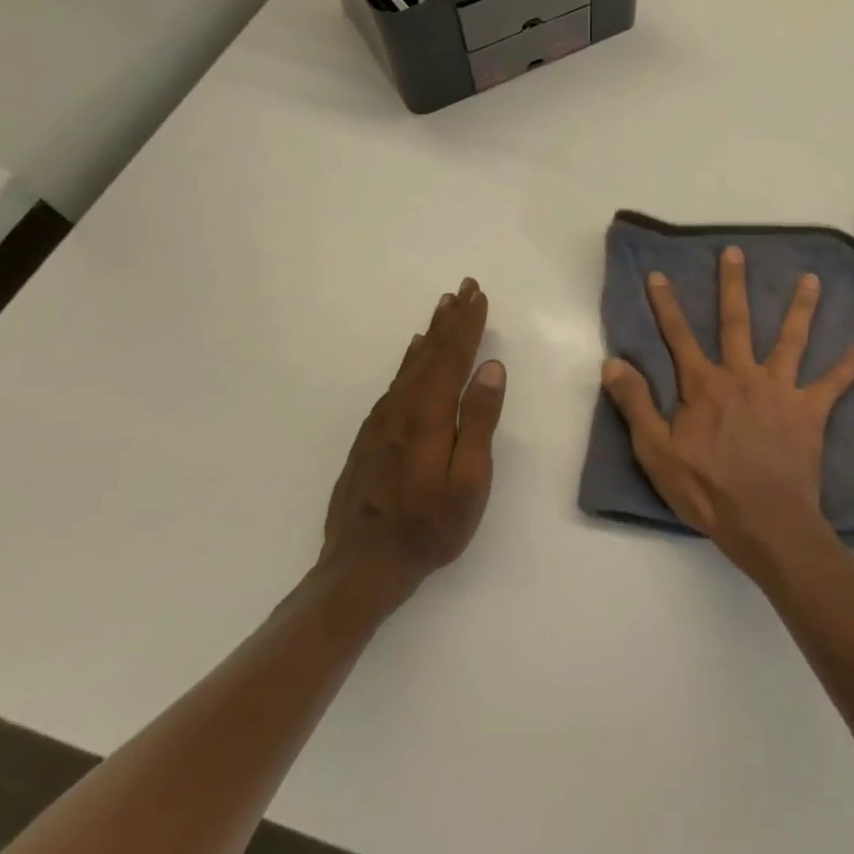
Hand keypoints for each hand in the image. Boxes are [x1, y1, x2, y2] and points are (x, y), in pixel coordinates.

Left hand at [321, 279, 506, 597]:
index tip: (479, 295)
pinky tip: (415, 353)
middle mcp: (401, 408)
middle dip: (451, 319)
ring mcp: (382, 421)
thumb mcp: (469, 480)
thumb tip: (491, 368)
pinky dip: (411, 359)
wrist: (362, 565)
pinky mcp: (372, 435)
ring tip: (444, 309)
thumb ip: (479, 421)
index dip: (467, 325)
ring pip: (411, 365)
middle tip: (464, 288)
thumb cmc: (429, 527)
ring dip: (431, 334)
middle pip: (430, 353)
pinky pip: (397, 382)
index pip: (452, 357)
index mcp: (428, 415)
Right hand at [600, 245, 853, 579]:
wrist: (763, 519)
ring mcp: (780, 390)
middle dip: (733, 286)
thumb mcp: (656, 451)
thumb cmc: (706, 489)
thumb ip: (635, 404)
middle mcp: (742, 375)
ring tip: (812, 279)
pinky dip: (851, 364)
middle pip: (736, 322)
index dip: (666, 305)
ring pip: (790, 340)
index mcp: (704, 385)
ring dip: (801, 308)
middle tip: (735, 252)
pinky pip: (834, 383)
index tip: (659, 275)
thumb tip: (613, 362)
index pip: (678, 337)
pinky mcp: (809, 411)